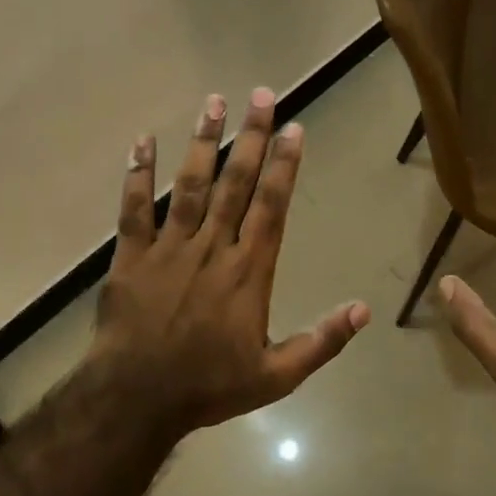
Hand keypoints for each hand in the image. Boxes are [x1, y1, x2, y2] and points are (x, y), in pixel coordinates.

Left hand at [88, 87, 369, 437]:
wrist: (136, 401)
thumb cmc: (209, 387)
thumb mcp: (277, 375)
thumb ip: (322, 341)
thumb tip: (364, 310)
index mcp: (248, 270)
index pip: (272, 206)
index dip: (285, 165)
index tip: (294, 127)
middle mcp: (212, 247)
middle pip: (236, 182)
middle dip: (252, 137)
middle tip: (261, 94)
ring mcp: (169, 248)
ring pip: (190, 185)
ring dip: (204, 142)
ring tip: (213, 102)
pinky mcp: (131, 256)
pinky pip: (134, 209)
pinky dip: (137, 174)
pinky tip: (142, 141)